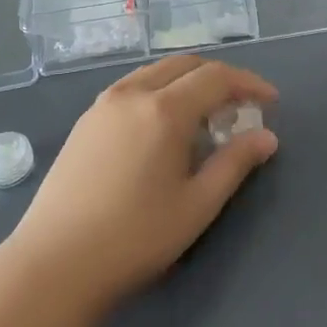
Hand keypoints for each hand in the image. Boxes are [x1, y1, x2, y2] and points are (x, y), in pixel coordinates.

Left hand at [6, 55, 277, 312]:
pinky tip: (161, 125)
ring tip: (204, 114)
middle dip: (218, 77)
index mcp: (164, 109)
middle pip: (184, 65)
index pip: (216, 77)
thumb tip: (266, 137)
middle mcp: (132, 93)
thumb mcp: (196, 205)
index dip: (248, 83)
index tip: (271, 101)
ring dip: (186, 82)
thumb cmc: (135, 237)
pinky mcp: (84, 122)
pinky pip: (131, 88)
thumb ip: (234, 164)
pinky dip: (158, 91)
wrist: (56, 261)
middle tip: (240, 105)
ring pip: (154, 73)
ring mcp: (102, 104)